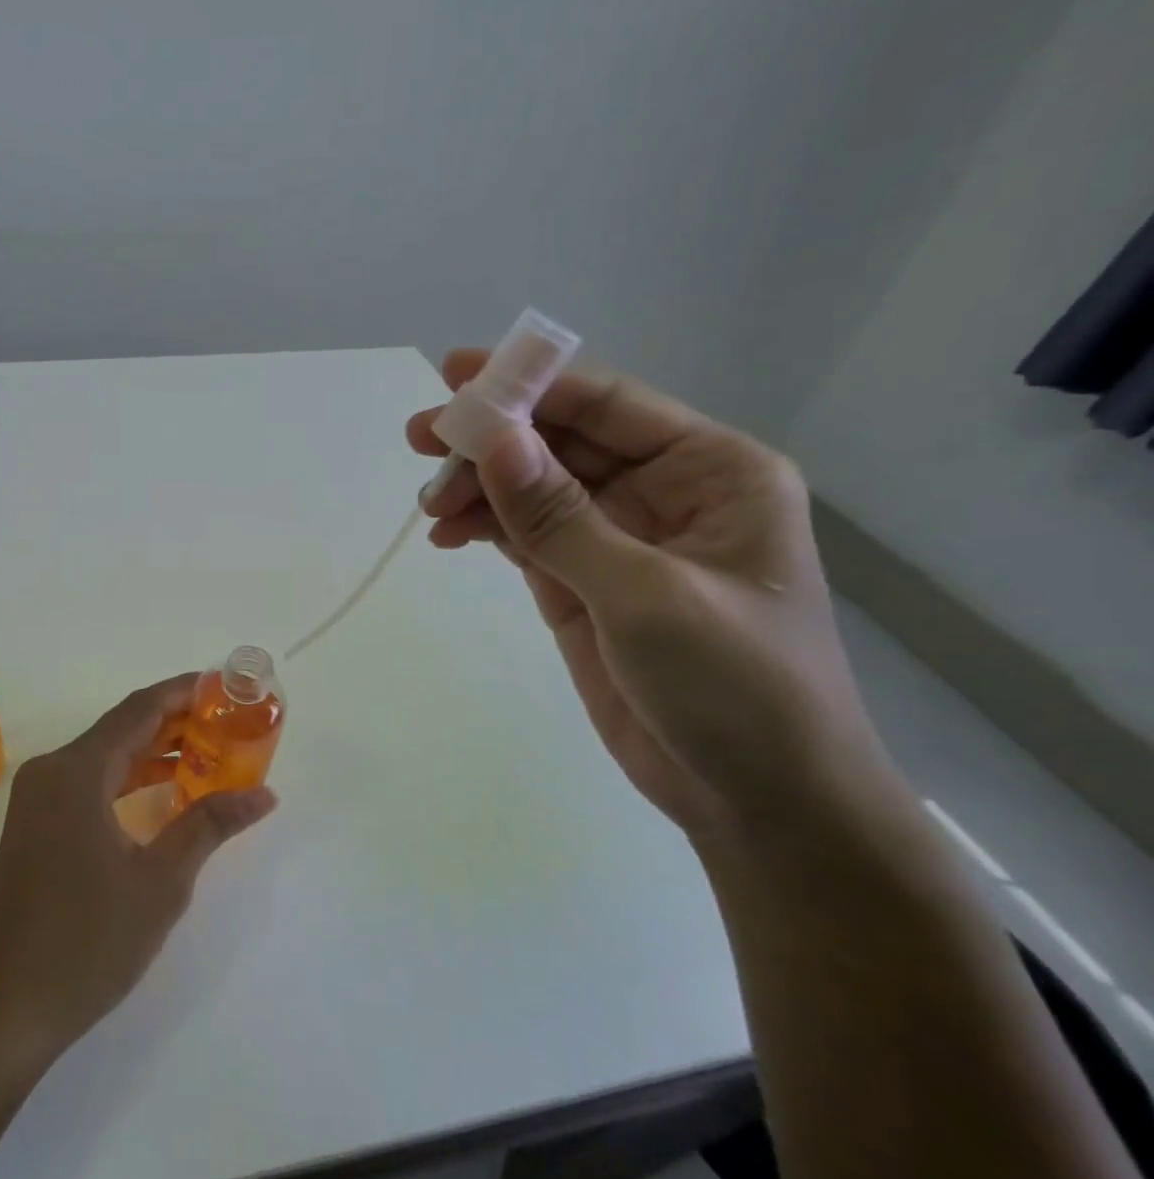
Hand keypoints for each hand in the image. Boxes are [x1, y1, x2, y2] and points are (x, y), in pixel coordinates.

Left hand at [0, 675, 277, 1071]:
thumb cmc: (86, 942)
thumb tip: (264, 794)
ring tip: (209, 753)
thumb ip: (209, 825)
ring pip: (105, 757)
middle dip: (175, 722)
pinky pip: (89, 784)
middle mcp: (51, 772)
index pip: (139, 710)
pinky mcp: (35, 828)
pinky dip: (128, 780)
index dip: (183, 692)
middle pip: (121, 729)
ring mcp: (38, 801)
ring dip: (153, 752)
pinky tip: (165, 792)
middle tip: (228, 721)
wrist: (3, 1012)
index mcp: (76, 771)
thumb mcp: (160, 882)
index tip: (224, 685)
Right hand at [409, 355, 892, 838]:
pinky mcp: (584, 585)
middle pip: (562, 443)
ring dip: (480, 488)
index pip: (607, 406)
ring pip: (535, 489)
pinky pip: (526, 536)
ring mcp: (619, 541)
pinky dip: (485, 529)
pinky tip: (446, 534)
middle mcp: (664, 494)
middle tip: (418, 438)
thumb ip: (560, 517)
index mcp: (711, 472)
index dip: (531, 384)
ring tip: (429, 506)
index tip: (454, 376)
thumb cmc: (735, 687)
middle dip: (492, 440)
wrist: (759, 802)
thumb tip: (491, 440)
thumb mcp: (644, 595)